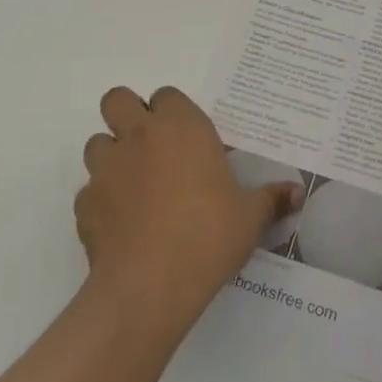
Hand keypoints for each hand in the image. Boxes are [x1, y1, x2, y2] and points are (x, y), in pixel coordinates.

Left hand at [77, 87, 301, 333]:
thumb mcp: (250, 217)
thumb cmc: (209, 236)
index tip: (186, 137)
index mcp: (181, 127)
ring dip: (112, 156)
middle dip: (127, 115)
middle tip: (150, 146)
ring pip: (96, 143)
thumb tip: (297, 193)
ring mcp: (107, 169)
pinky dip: (101, 201)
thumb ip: (271, 199)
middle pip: (116, 99)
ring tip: (134, 185)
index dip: (172, 112)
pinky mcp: (84, 205)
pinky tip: (121, 225)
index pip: (166, 95)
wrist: (150, 286)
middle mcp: (140, 136)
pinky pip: (88, 192)